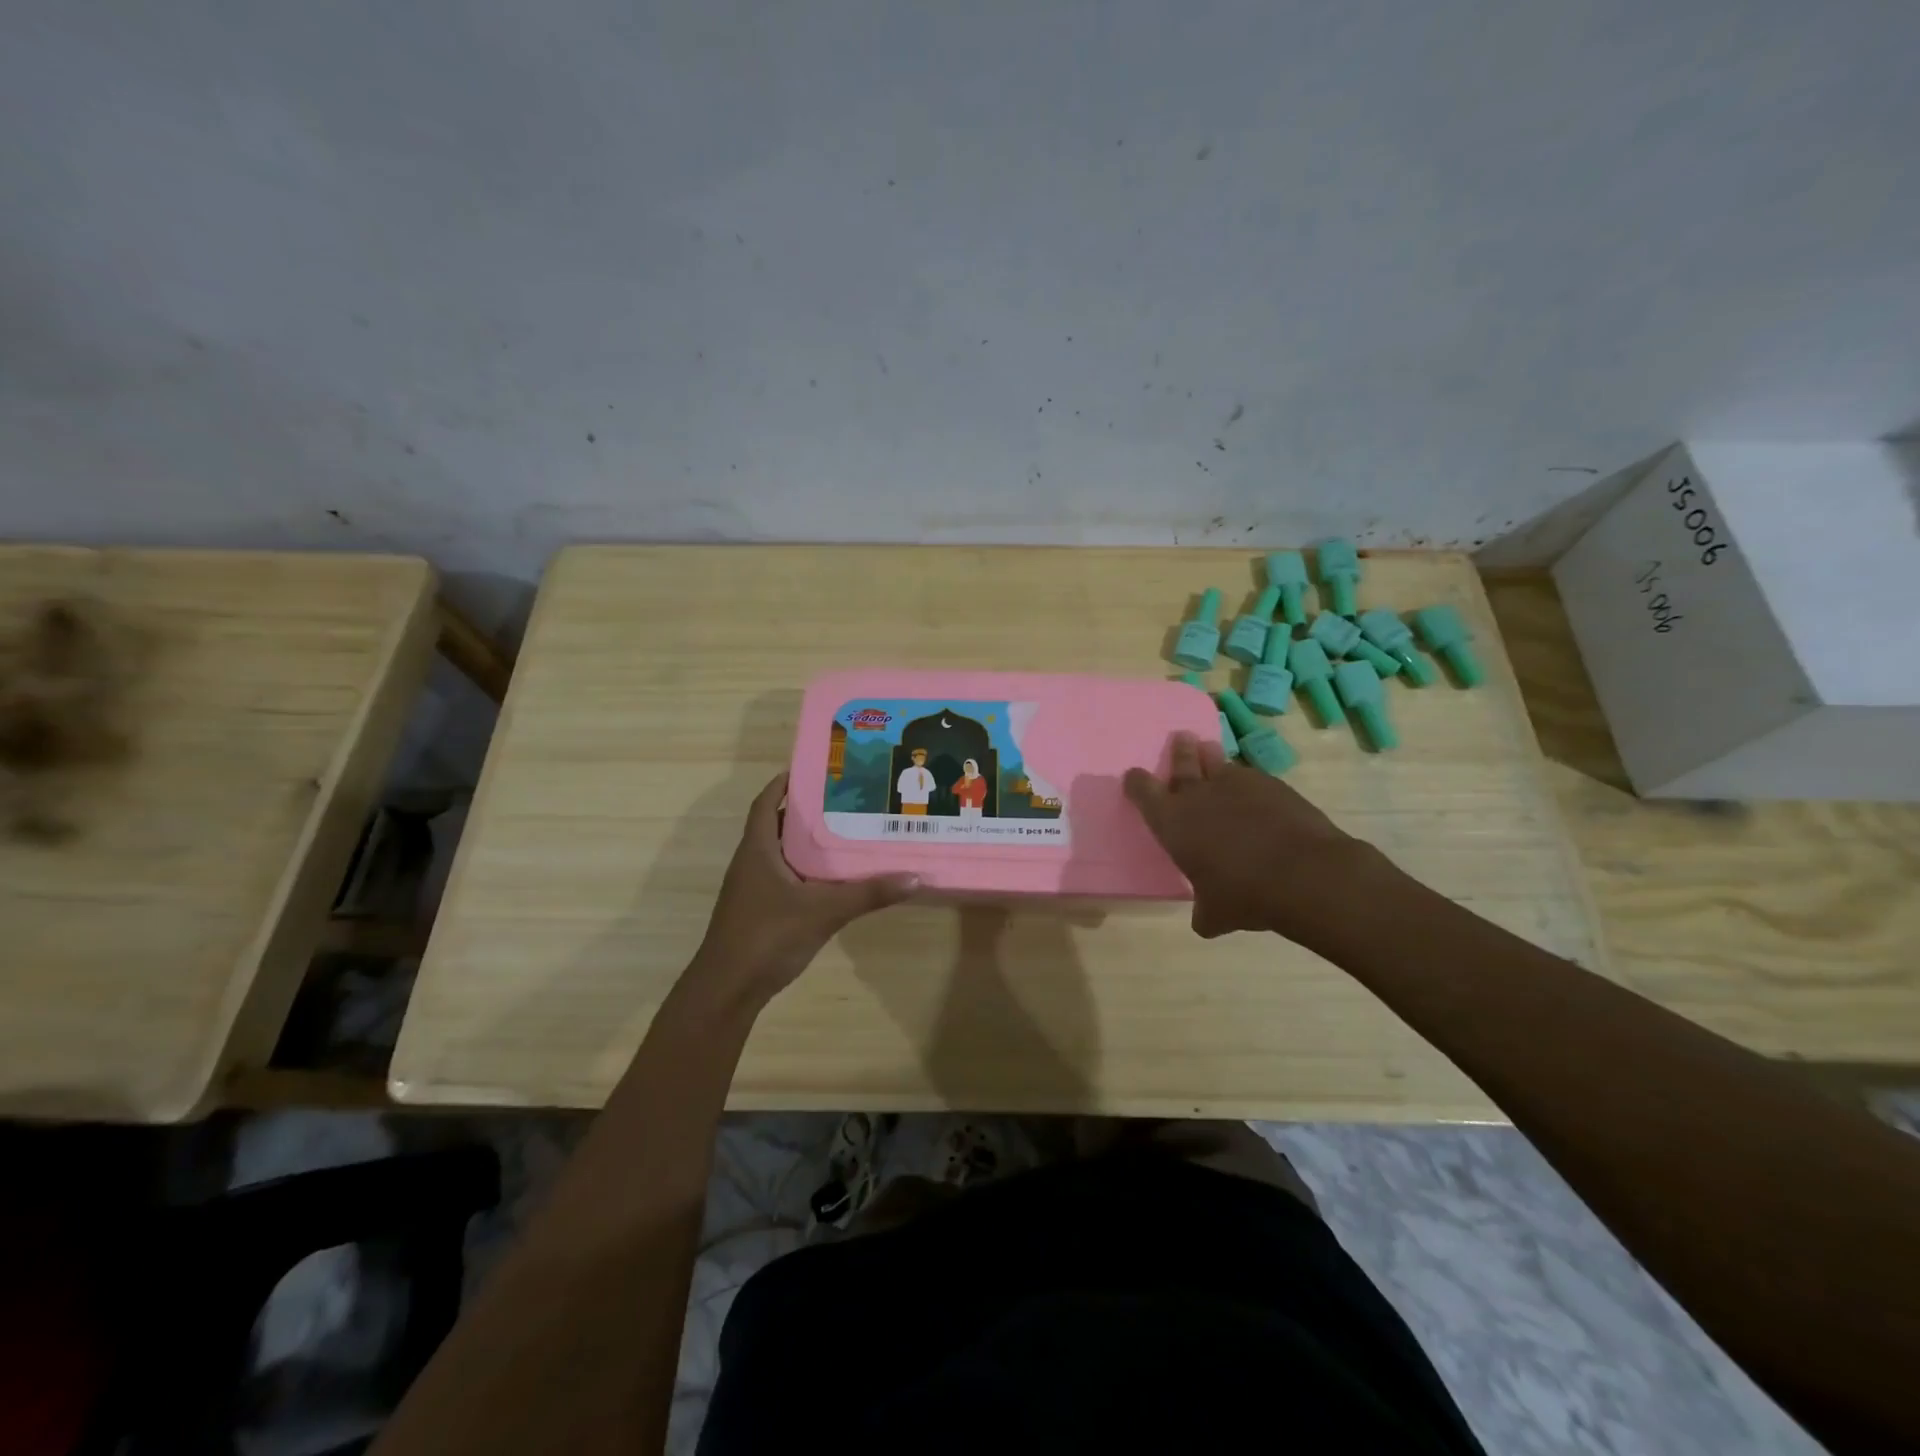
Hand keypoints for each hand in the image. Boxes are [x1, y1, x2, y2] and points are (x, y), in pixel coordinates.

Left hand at [692, 774, 918, 1000]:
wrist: (728, 990)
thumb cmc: (767, 936)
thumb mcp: (824, 911)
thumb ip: (868, 894)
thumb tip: (914, 876)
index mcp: (757, 849)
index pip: (766, 803)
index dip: (784, 784)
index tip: (813, 770)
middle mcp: (751, 862)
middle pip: (778, 826)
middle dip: (807, 812)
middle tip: (845, 800)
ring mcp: (753, 889)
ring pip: (782, 854)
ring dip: (808, 843)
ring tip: (846, 833)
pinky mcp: (760, 912)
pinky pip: (785, 878)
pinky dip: (807, 871)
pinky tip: (834, 879)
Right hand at [1123, 731, 1375, 939]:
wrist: (1305, 874)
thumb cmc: (1245, 895)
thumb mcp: (1215, 914)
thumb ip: (1204, 911)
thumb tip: (1205, 920)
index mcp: (1172, 821)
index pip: (1142, 790)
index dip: (1136, 782)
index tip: (1134, 778)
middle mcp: (1198, 795)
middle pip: (1183, 761)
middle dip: (1179, 751)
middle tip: (1180, 739)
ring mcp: (1236, 783)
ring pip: (1218, 761)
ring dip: (1212, 757)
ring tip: (1211, 751)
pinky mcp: (1271, 783)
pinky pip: (1251, 776)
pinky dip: (1248, 782)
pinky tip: (1255, 793)